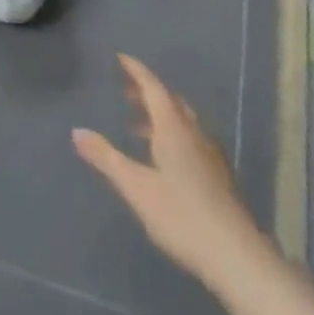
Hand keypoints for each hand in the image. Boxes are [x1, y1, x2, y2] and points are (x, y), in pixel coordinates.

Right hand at [73, 54, 264, 290]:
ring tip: (136, 125)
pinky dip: (171, 134)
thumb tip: (76, 131)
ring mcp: (209, 155)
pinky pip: (190, 139)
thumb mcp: (136, 187)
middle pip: (170, 101)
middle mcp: (194, 133)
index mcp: (173, 128)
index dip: (137, 71)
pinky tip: (163, 158)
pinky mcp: (218, 177)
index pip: (154, 87)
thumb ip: (106, 158)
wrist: (236, 257)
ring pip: (182, 122)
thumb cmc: (181, 215)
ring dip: (159, 115)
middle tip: (125, 91)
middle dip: (147, 92)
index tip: (121, 57)